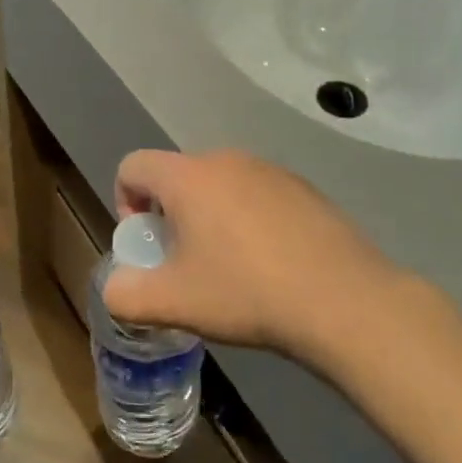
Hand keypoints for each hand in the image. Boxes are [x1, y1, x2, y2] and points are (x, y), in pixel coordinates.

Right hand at [103, 149, 437, 371]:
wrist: (344, 301)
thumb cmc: (246, 293)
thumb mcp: (173, 303)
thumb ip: (125, 294)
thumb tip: (117, 288)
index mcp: (187, 177)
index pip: (132, 166)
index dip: (125, 202)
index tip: (148, 244)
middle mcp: (226, 160)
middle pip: (176, 176)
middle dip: (169, 215)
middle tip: (186, 263)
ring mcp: (270, 170)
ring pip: (218, 185)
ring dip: (209, 218)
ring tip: (229, 267)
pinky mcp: (304, 188)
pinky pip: (256, 195)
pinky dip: (248, 220)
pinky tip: (271, 264)